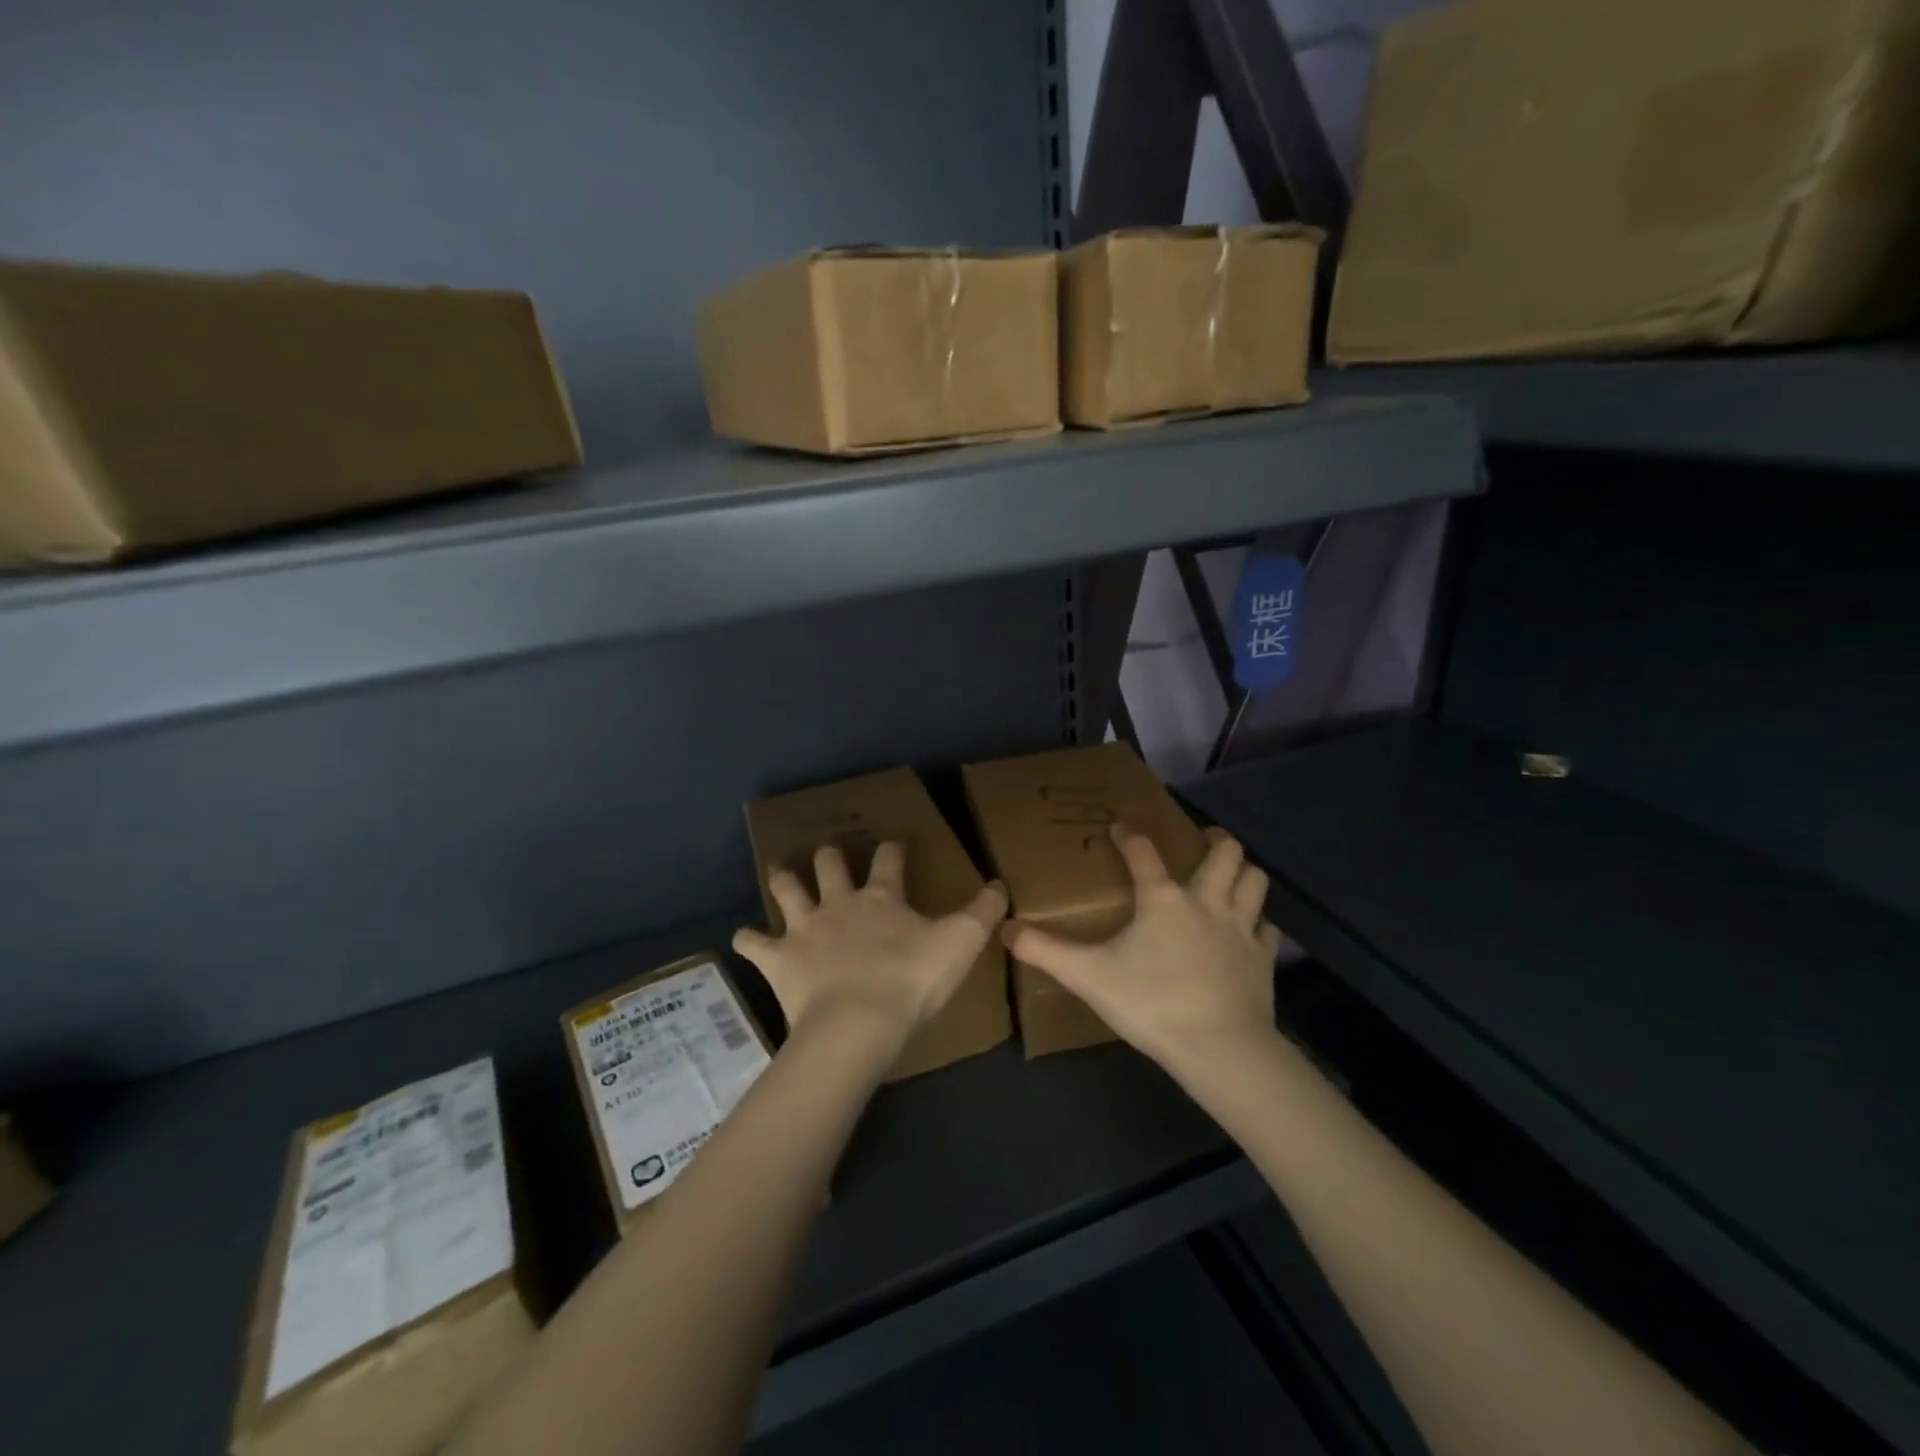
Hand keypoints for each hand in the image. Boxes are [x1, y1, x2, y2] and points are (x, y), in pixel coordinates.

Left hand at [733, 842, 1007, 1057]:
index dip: (893, 849)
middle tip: (829, 852)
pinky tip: (744, 938)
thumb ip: (983, 913)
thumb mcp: (960, 944)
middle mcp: (839, 903)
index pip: (889, 860)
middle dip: (830, 856)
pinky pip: (754, 943)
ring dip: (784, 880)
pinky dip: (748, 939)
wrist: (858, 1023)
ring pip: (787, 890)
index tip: (895, 844)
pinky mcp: (779, 959)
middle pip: (830, 865)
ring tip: (781, 872)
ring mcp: (805, 929)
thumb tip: (1001, 884)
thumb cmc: (911, 981)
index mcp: (882, 898)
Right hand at [1004, 825, 1281, 1076]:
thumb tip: (1005, 929)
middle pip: (1225, 853)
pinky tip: (1249, 930)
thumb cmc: (1151, 1003)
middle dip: (1216, 840)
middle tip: (1205, 839)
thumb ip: (1045, 951)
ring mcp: (1241, 929)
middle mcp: (1206, 902)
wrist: (1219, 1048)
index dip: (1129, 836)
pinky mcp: (1263, 958)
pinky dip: (1258, 922)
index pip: (1143, 853)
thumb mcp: (1088, 976)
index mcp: (1163, 899)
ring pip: (1255, 880)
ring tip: (1230, 874)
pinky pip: (1268, 927)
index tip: (1120, 827)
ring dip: (1244, 872)